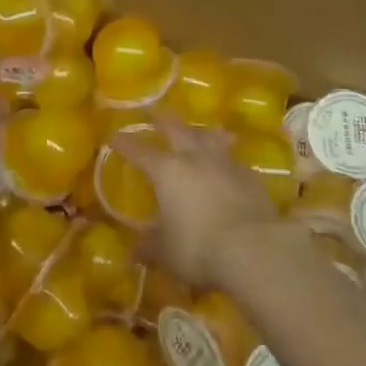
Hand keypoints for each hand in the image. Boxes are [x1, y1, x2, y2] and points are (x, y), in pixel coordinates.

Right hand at [109, 124, 284, 288]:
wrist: (252, 246)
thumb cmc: (198, 246)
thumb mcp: (166, 253)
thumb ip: (148, 247)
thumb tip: (132, 251)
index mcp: (168, 170)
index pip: (140, 151)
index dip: (125, 143)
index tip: (114, 135)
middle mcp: (195, 157)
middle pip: (177, 128)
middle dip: (163, 120)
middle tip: (155, 112)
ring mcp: (224, 161)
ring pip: (210, 135)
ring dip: (200, 131)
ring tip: (198, 130)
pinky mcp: (248, 174)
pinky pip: (232, 157)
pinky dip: (224, 156)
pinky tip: (226, 165)